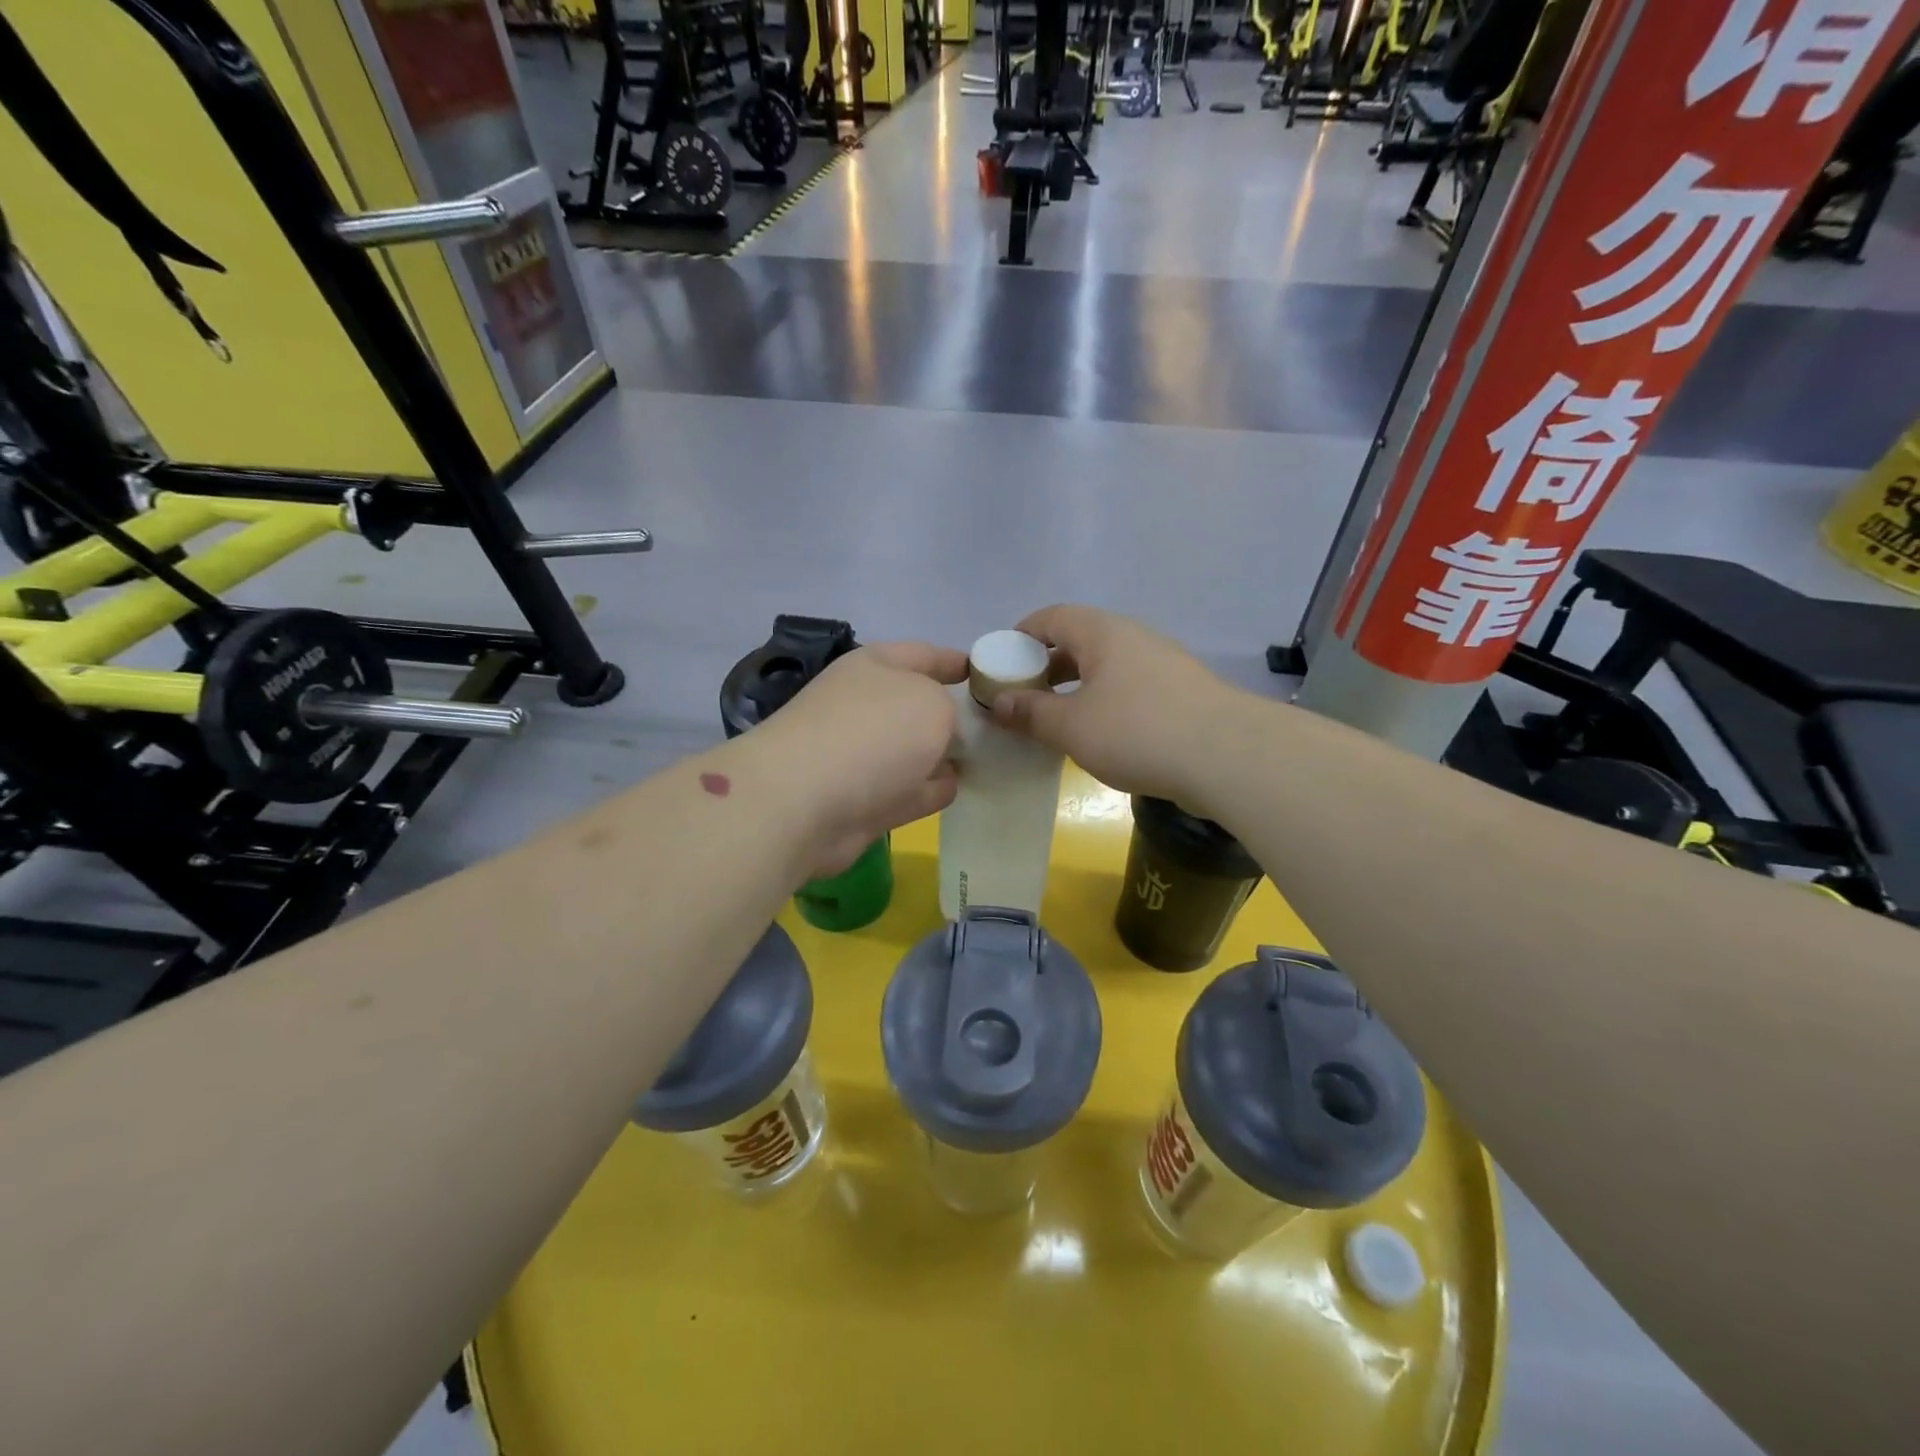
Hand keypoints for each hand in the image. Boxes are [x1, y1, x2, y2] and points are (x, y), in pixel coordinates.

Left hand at [749, 642, 965, 878]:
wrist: (804, 801)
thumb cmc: (873, 733)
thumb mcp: (932, 703)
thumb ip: (950, 712)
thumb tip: (941, 739)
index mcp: (875, 667)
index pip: (923, 654)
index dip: (954, 660)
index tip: (982, 672)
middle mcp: (864, 706)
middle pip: (917, 705)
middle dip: (952, 714)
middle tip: (996, 726)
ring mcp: (859, 755)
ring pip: (913, 751)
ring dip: (941, 756)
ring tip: (982, 760)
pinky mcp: (860, 800)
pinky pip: (906, 789)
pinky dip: (928, 790)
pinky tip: (955, 790)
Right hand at [990, 606, 1241, 805]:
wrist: (1227, 756)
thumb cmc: (1137, 731)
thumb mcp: (1071, 726)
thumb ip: (1030, 713)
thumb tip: (997, 702)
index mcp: (1102, 632)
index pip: (1051, 617)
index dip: (1021, 635)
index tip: (1001, 661)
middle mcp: (1133, 638)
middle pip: (1079, 640)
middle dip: (1047, 665)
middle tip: (1024, 695)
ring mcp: (1162, 663)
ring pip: (1106, 666)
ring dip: (1076, 687)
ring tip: (1057, 718)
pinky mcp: (1181, 692)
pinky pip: (1129, 687)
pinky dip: (1104, 702)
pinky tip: (1100, 734)